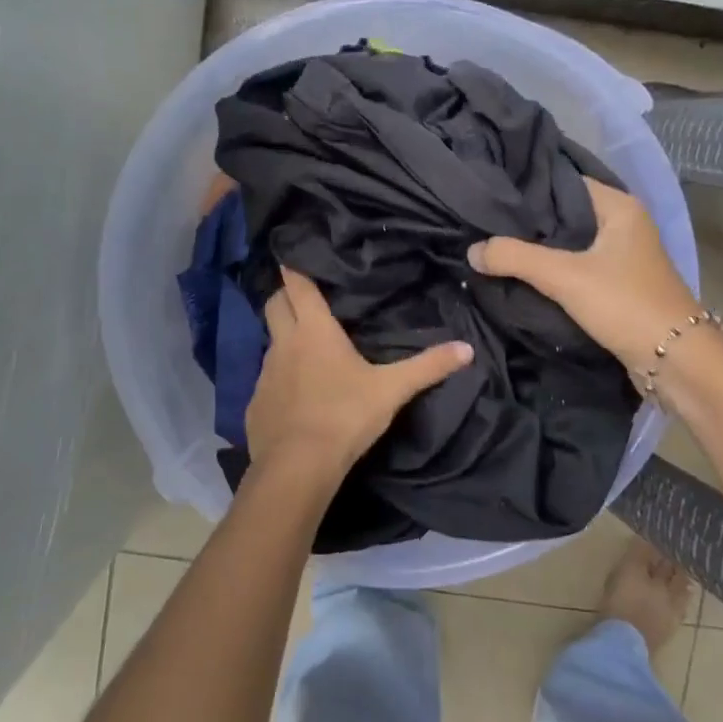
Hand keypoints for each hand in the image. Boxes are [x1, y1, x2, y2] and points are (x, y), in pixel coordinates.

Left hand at [247, 266, 473, 473]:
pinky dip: (279, 378)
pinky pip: (267, 379)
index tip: (294, 255)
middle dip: (285, 295)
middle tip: (305, 297)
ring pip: (271, 342)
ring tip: (307, 348)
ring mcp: (264, 373)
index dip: (294, 267)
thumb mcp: (392, 390)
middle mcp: (283, 343)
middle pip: (274, 304)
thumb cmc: (345, 416)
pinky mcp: (255, 402)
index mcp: (314, 330)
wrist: (298, 466)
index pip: (296, 284)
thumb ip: (428, 367)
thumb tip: (467, 348)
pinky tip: (296, 395)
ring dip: (284, 338)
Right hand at [468, 178, 700, 377]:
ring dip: (539, 249)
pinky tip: (522, 274)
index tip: (489, 194)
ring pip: (570, 244)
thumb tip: (471, 251)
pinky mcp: (618, 285)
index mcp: (619, 206)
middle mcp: (624, 224)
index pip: (563, 183)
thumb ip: (514, 258)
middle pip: (565, 214)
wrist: (674, 360)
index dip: (527, 189)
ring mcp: (623, 256)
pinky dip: (553, 271)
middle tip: (483, 223)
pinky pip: (577, 267)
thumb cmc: (624, 304)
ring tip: (494, 246)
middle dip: (528, 222)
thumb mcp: (564, 276)